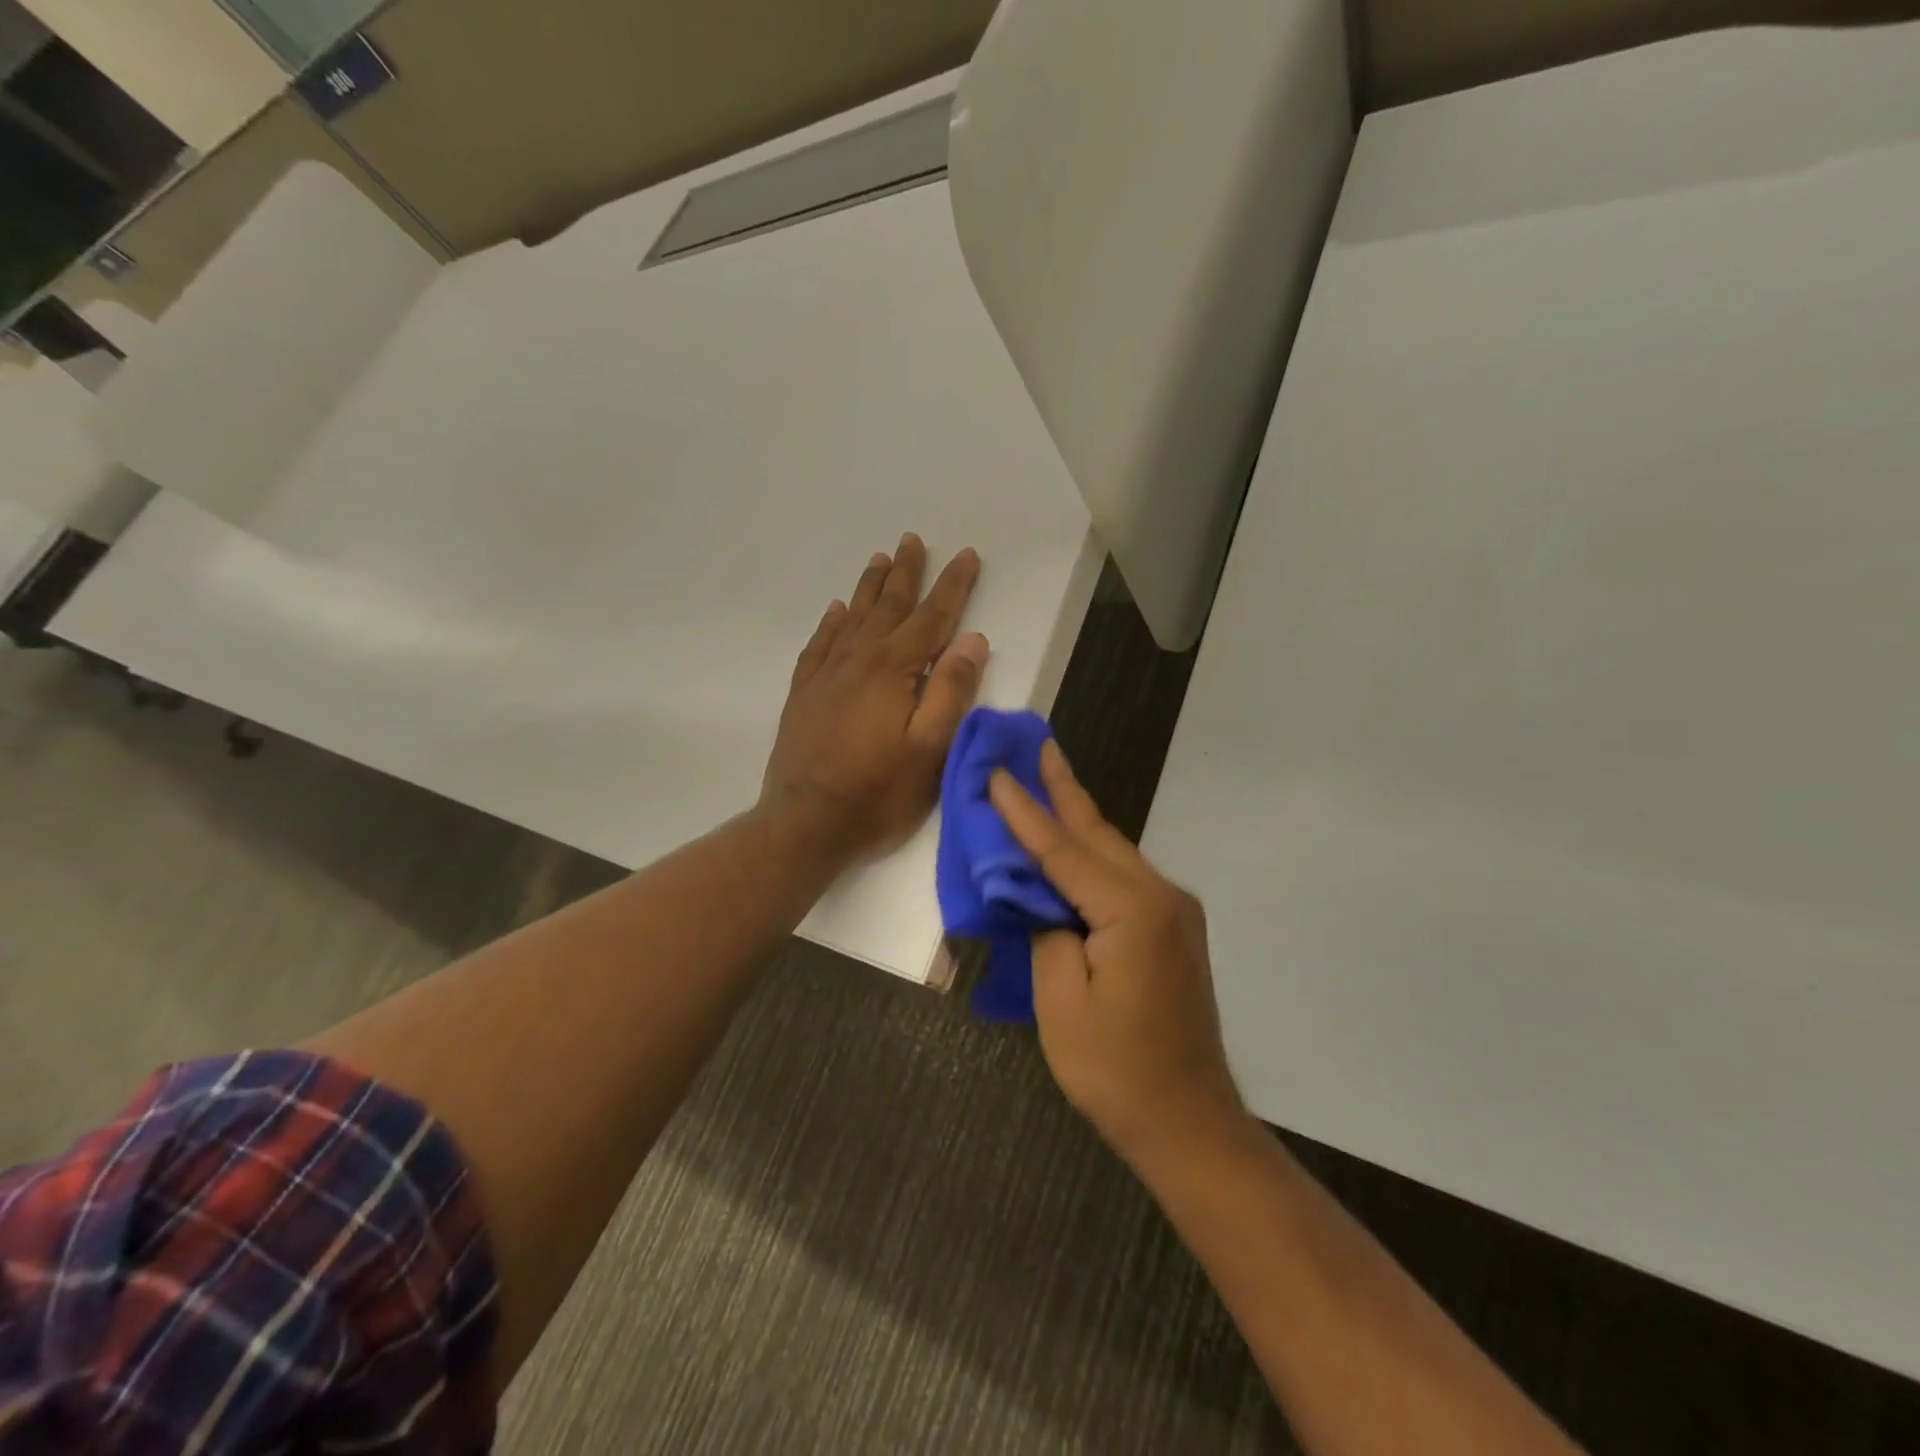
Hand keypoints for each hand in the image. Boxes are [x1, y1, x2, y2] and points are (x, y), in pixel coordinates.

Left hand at [761, 534, 989, 862]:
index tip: (967, 555)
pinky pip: (820, 646)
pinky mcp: (804, 695)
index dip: (953, 586)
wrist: (805, 824)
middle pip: (889, 607)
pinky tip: (836, 611)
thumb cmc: (878, 793)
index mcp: (894, 670)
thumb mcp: (930, 748)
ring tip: (880, 560)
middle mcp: (858, 661)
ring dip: (870, 588)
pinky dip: (831, 624)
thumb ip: (951, 691)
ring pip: (853, 619)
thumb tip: (972, 640)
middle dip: (907, 573)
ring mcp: (826, 676)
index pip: (932, 618)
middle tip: (913, 539)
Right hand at [989, 741, 1246, 1168]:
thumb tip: (1038, 894)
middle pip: (1097, 834)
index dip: (1024, 813)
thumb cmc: (1115, 1069)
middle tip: (1038, 745)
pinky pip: (1121, 876)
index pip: (1063, 850)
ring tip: (1048, 778)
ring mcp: (1172, 911)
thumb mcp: (1060, 1000)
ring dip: (1077, 817)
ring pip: (1113, 851)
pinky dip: (1091, 854)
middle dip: (1062, 790)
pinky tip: (1073, 842)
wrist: (1188, 1121)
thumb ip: (1045, 930)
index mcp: (1132, 909)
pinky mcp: (1171, 929)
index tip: (997, 772)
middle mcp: (1160, 896)